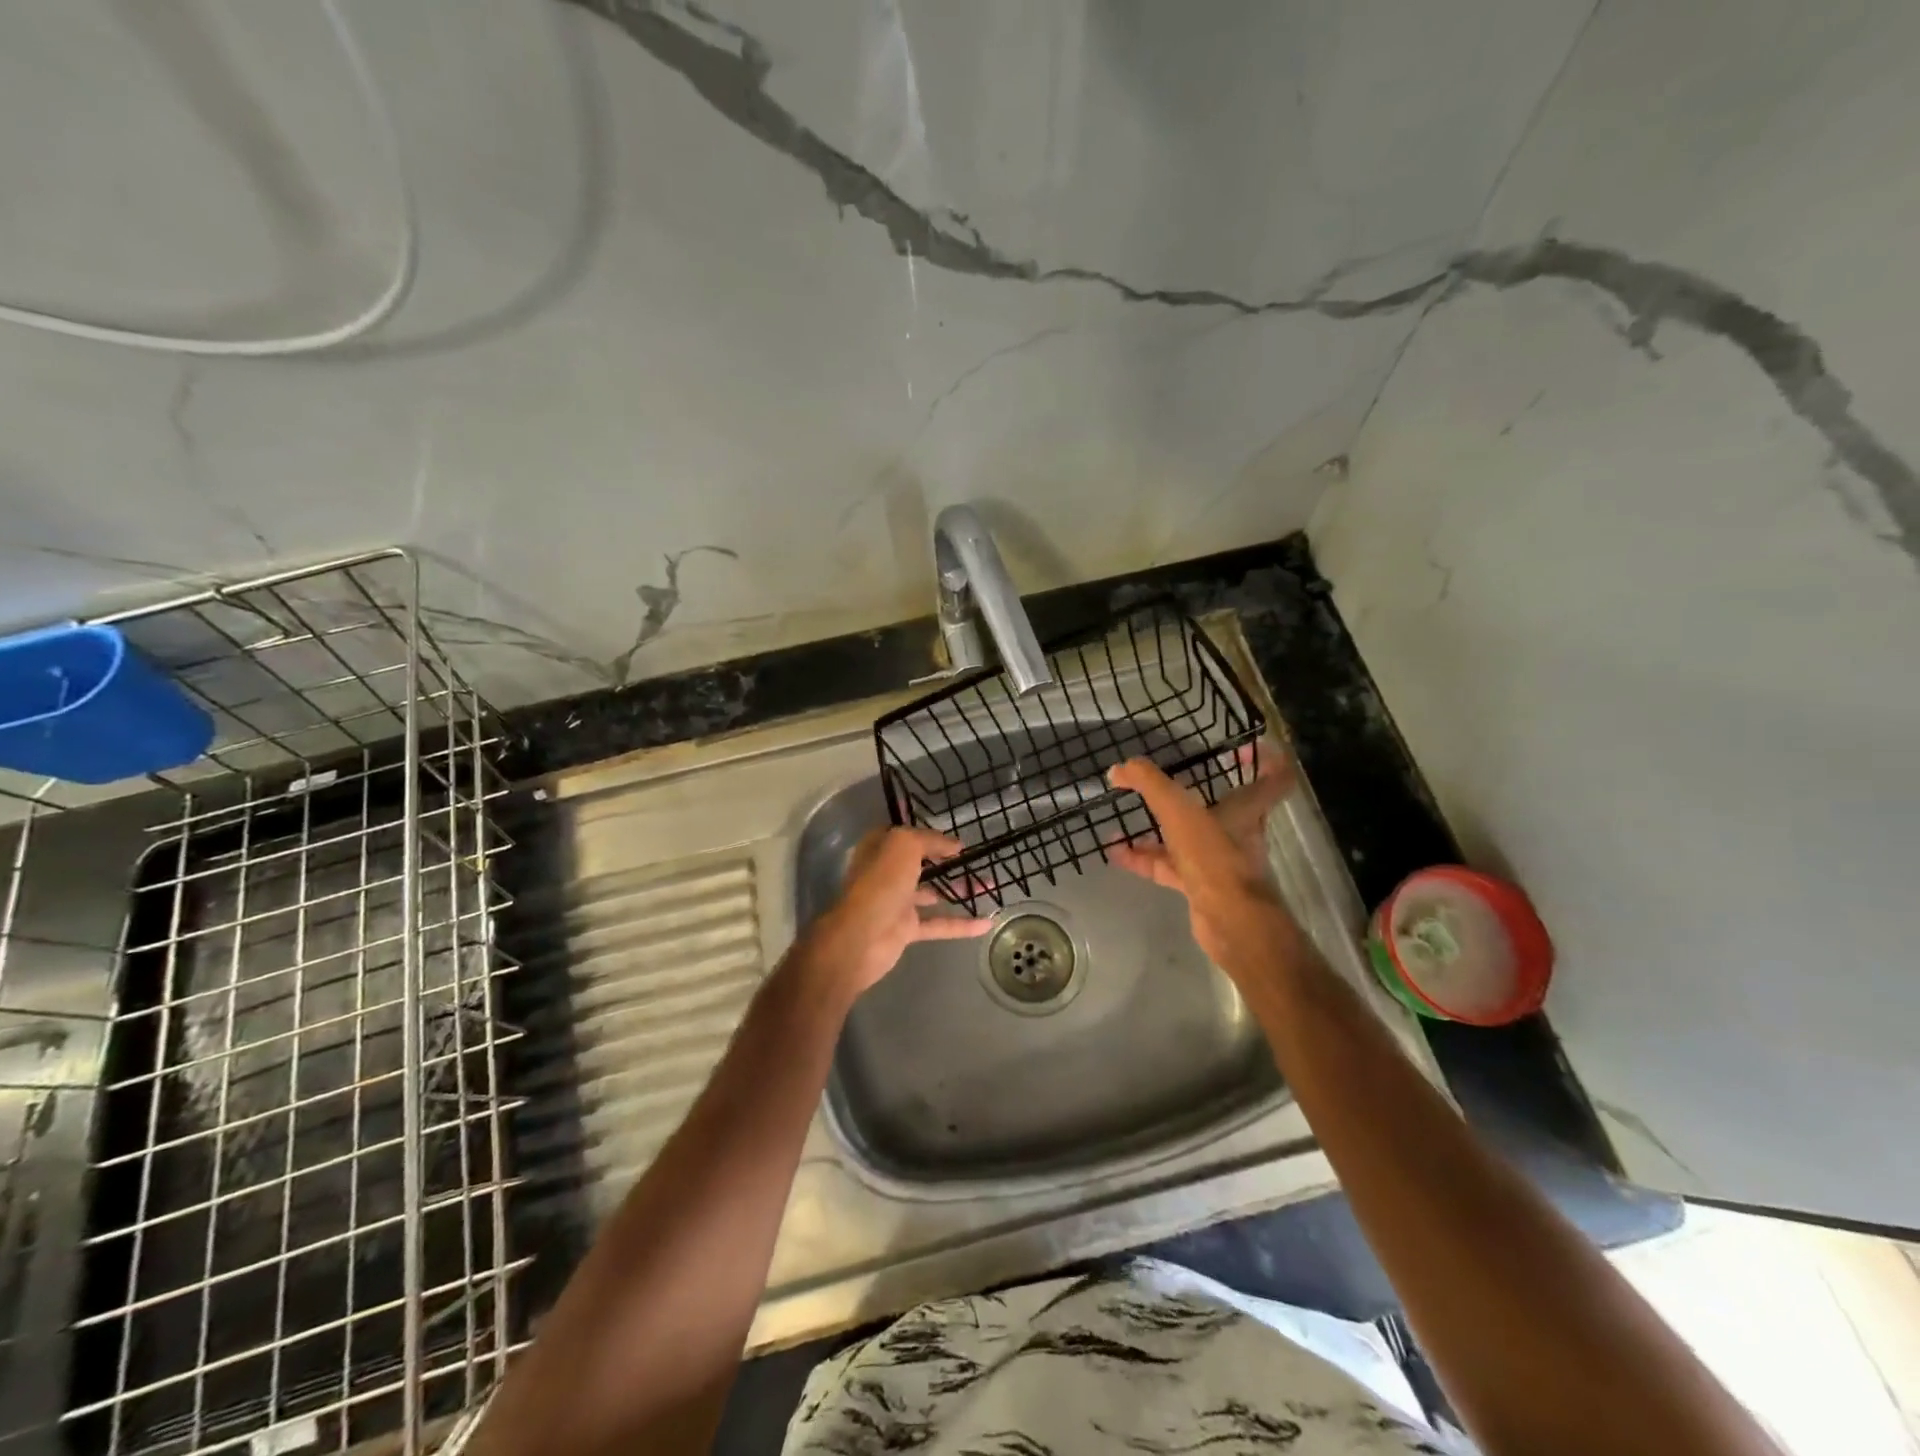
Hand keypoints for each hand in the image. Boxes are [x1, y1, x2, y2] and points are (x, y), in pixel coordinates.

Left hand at [799, 828, 992, 1002]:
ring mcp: (897, 902)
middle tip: (979, 861)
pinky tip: (986, 922)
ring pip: (934, 892)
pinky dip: (962, 924)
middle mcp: (887, 873)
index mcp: (880, 848)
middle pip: (923, 864)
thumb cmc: (880, 883)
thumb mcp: (904, 845)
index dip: (930, 835)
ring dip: (960, 889)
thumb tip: (955, 845)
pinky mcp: (907, 929)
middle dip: (950, 862)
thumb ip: (930, 840)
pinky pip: (939, 924)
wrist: (861, 938)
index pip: (907, 836)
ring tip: (989, 886)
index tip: (957, 839)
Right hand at [1107, 741, 1299, 976]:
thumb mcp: (1179, 811)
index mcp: (1244, 808)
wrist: (1229, 922)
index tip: (1236, 750)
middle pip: (1222, 806)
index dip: (1265, 759)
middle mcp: (1236, 832)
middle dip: (1191, 794)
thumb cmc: (1214, 858)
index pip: (1275, 777)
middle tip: (1162, 783)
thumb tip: (1121, 767)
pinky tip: (1116, 852)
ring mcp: (1217, 861)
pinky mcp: (1199, 885)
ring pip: (1186, 837)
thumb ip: (1151, 784)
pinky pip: (1167, 865)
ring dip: (1156, 828)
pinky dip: (1143, 858)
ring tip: (1124, 817)